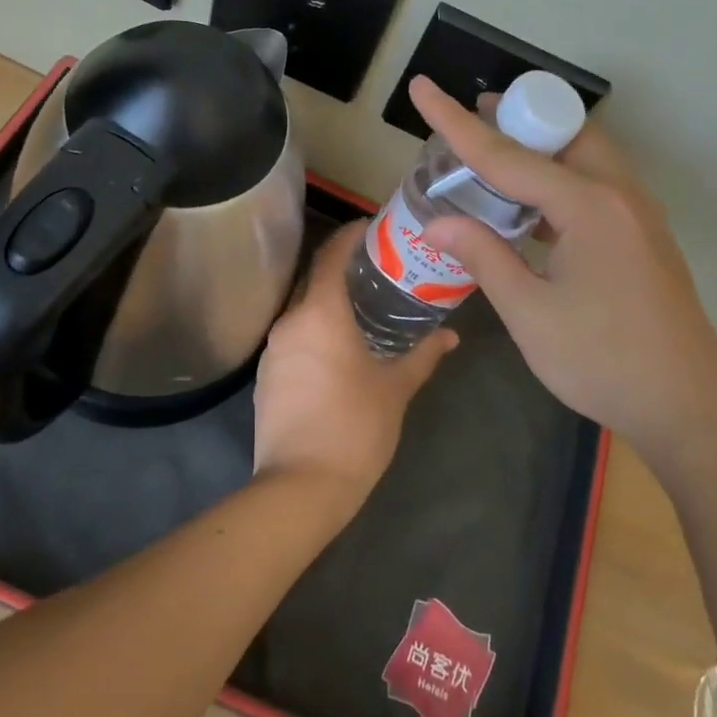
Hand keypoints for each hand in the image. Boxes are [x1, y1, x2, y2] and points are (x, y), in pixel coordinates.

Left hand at [252, 221, 457, 514]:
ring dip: (327, 300)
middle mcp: (290, 321)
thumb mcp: (396, 389)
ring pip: (301, 309)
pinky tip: (337, 347)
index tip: (374, 228)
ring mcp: (272, 349)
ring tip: (362, 306)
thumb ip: (423, 355)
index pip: (330, 254)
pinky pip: (293, 336)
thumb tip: (450, 336)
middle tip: (377, 267)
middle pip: (313, 277)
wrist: (300, 487)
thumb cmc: (354, 428)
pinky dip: (314, 329)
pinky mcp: (266, 376)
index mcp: (320, 313)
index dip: (350, 234)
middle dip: (342, 267)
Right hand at [411, 76, 716, 460]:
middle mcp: (619, 194)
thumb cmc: (602, 361)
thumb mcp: (530, 313)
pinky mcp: (644, 236)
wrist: (689, 407)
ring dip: (542, 149)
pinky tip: (534, 208)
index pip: (507, 154)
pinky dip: (561, 179)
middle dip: (515, 120)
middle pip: (561, 134)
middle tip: (472, 120)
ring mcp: (639, 214)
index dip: (456, 123)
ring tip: (497, 158)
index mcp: (588, 205)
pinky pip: (597, 185)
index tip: (423, 87)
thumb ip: (484, 256)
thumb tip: (439, 222)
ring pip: (585, 156)